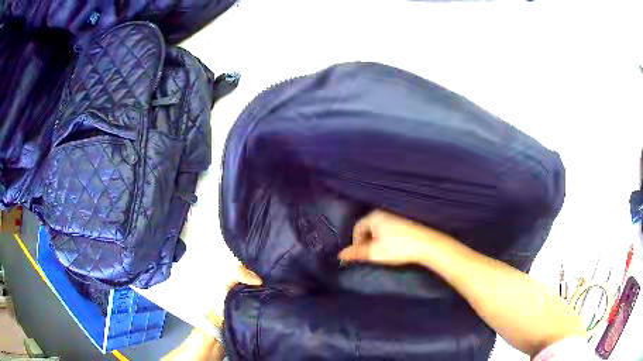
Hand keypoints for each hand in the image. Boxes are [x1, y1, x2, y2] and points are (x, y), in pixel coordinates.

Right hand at [338, 210, 453, 265]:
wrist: (426, 245)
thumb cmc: (398, 247)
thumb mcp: (374, 252)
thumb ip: (356, 253)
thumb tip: (340, 255)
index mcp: (374, 217)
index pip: (357, 228)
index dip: (355, 242)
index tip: (359, 254)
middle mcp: (383, 214)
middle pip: (367, 229)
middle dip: (365, 242)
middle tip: (369, 255)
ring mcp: (394, 219)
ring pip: (378, 231)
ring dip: (375, 243)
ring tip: (380, 254)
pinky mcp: (403, 225)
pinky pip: (387, 232)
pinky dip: (384, 241)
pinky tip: (391, 250)